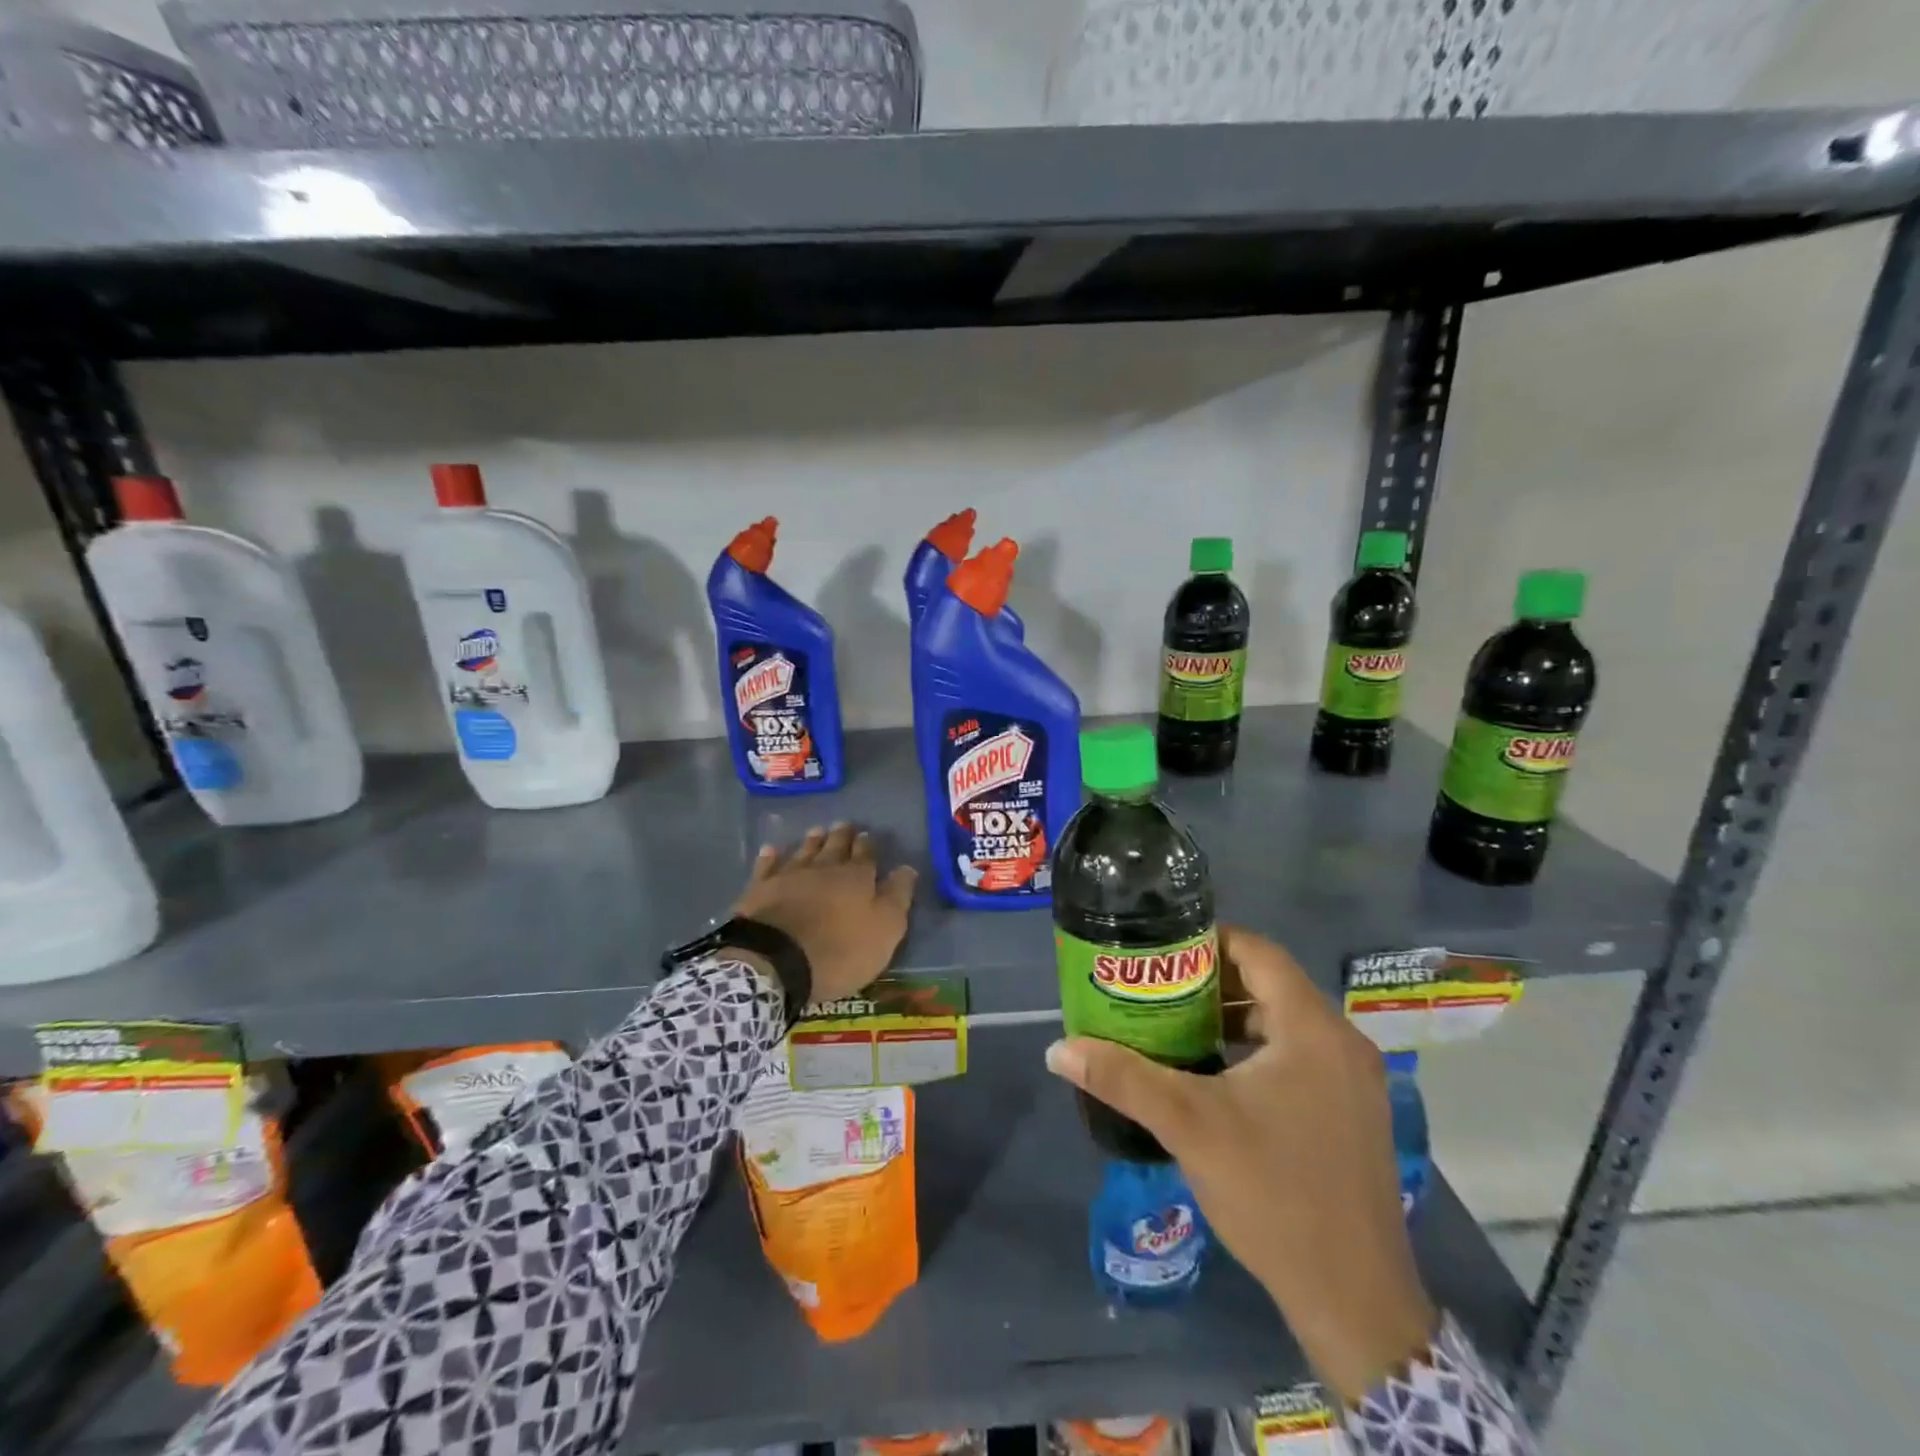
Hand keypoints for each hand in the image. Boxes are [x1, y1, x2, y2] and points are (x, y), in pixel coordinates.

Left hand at [730, 823, 916, 1003]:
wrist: (777, 960)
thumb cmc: (840, 950)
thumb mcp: (884, 930)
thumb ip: (897, 897)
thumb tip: (907, 868)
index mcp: (856, 878)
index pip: (865, 855)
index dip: (867, 846)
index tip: (867, 835)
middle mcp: (824, 868)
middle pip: (834, 847)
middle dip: (841, 836)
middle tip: (844, 824)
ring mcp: (789, 876)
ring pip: (804, 851)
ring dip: (812, 841)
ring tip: (817, 830)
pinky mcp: (760, 889)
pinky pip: (767, 866)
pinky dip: (771, 857)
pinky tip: (771, 850)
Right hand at [1045, 927, 1435, 1403]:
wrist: (1354, 1301)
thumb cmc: (1273, 1194)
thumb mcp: (1189, 1126)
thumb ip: (1123, 1078)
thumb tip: (1059, 1049)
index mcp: (1313, 1030)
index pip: (1259, 951)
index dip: (1208, 941)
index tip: (1162, 950)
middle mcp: (1342, 1044)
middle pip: (1271, 985)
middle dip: (1213, 982)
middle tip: (1159, 988)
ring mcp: (1355, 1082)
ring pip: (1286, 1023)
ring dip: (1234, 1017)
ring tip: (1177, 1026)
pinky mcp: (1353, 1115)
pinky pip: (1300, 1056)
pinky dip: (1257, 1050)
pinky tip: (1216, 1076)